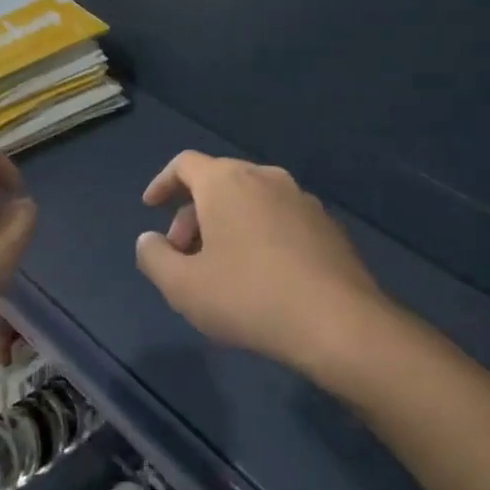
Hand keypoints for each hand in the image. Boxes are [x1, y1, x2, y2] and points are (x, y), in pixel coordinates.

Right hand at [135, 151, 387, 373]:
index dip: (161, 183)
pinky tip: (259, 276)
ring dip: (225, 226)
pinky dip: (257, 235)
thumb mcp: (182, 286)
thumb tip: (150, 240)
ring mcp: (302, 200)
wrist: (339, 324)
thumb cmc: (248, 297)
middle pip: (217, 183)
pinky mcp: (327, 226)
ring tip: (218, 269)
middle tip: (182, 256)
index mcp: (227, 182)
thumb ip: (153, 257)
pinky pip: (278, 219)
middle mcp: (266, 178)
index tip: (150, 208)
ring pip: (250, 202)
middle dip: (191, 215)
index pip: (185, 164)